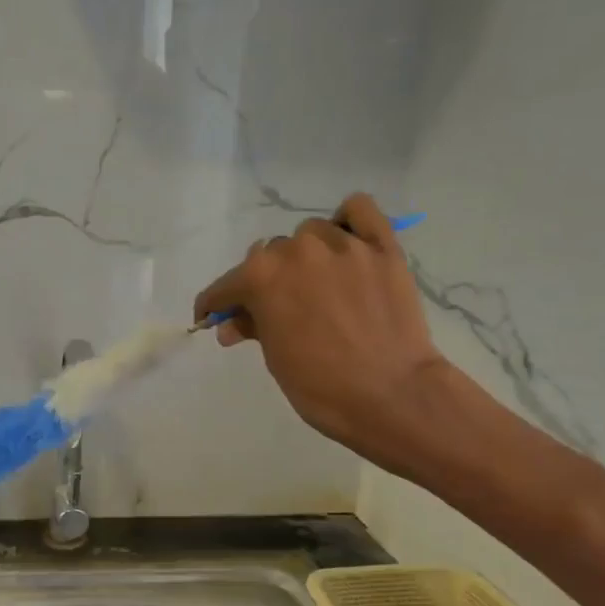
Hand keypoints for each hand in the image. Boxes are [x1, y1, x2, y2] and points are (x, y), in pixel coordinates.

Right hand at [193, 194, 449, 459]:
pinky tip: (346, 244)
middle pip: (270, 256)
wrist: (391, 395)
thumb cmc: (321, 386)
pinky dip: (347, 221)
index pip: (225, 286)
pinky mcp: (382, 247)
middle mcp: (297, 250)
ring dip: (306, 256)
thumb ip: (252, 328)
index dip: (215, 305)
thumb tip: (231, 324)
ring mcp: (343, 244)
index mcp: (261, 277)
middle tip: (278, 311)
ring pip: (311, 234)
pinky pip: (359, 209)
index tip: (213, 317)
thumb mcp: (275, 359)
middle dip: (267, 282)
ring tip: (319, 284)